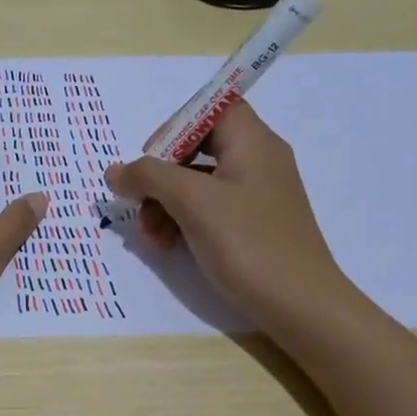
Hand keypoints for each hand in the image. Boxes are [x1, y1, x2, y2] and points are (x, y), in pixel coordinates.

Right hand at [105, 98, 348, 327]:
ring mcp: (258, 195)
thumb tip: (115, 171)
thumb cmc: (248, 242)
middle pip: (198, 147)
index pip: (210, 109)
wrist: (300, 306)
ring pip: (199, 183)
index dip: (175, 126)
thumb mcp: (192, 202)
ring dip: (166, 203)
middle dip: (161, 175)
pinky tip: (169, 245)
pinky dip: (185, 221)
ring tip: (151, 237)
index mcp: (253, 142)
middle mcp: (258, 161)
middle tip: (139, 202)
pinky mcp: (255, 225)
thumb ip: (149, 176)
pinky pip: (211, 209)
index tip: (149, 158)